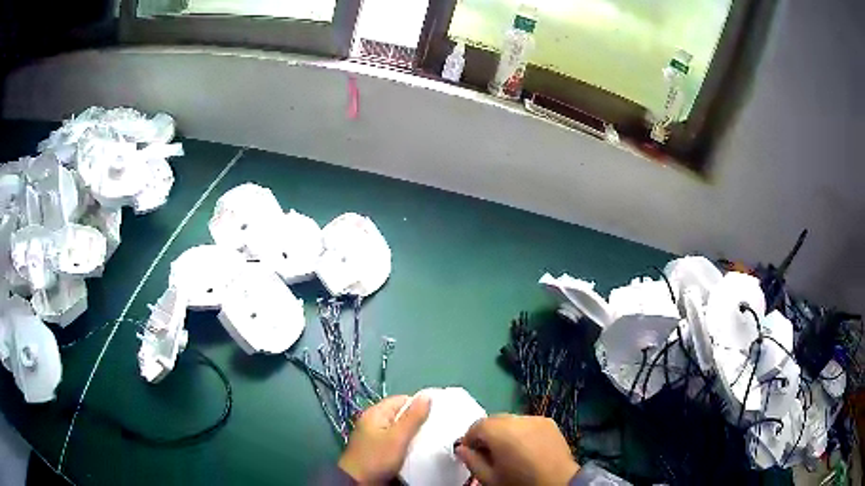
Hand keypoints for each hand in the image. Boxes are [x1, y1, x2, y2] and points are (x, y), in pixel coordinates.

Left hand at [338, 395, 430, 484]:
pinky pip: (397, 440)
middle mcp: (374, 421)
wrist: (358, 482)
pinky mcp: (378, 449)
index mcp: (376, 413)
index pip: (401, 400)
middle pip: (401, 414)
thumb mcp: (398, 437)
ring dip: (414, 433)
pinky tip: (418, 449)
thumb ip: (413, 417)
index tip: (437, 413)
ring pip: (400, 428)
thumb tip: (426, 396)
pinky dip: (407, 442)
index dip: (420, 404)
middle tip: (437, 427)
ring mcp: (375, 435)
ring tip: (431, 438)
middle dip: (418, 419)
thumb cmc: (377, 458)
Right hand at [455, 415, 578, 485]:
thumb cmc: (520, 483)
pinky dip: (521, 432)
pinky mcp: (550, 423)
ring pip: (511, 420)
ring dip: (504, 432)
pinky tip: (525, 448)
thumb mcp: (489, 478)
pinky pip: (527, 423)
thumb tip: (461, 449)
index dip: (469, 439)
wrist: (559, 484)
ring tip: (508, 451)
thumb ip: (472, 461)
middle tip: (487, 453)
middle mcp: (519, 419)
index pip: (476, 426)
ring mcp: (536, 419)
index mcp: (501, 432)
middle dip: (487, 434)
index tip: (470, 453)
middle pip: (494, 420)